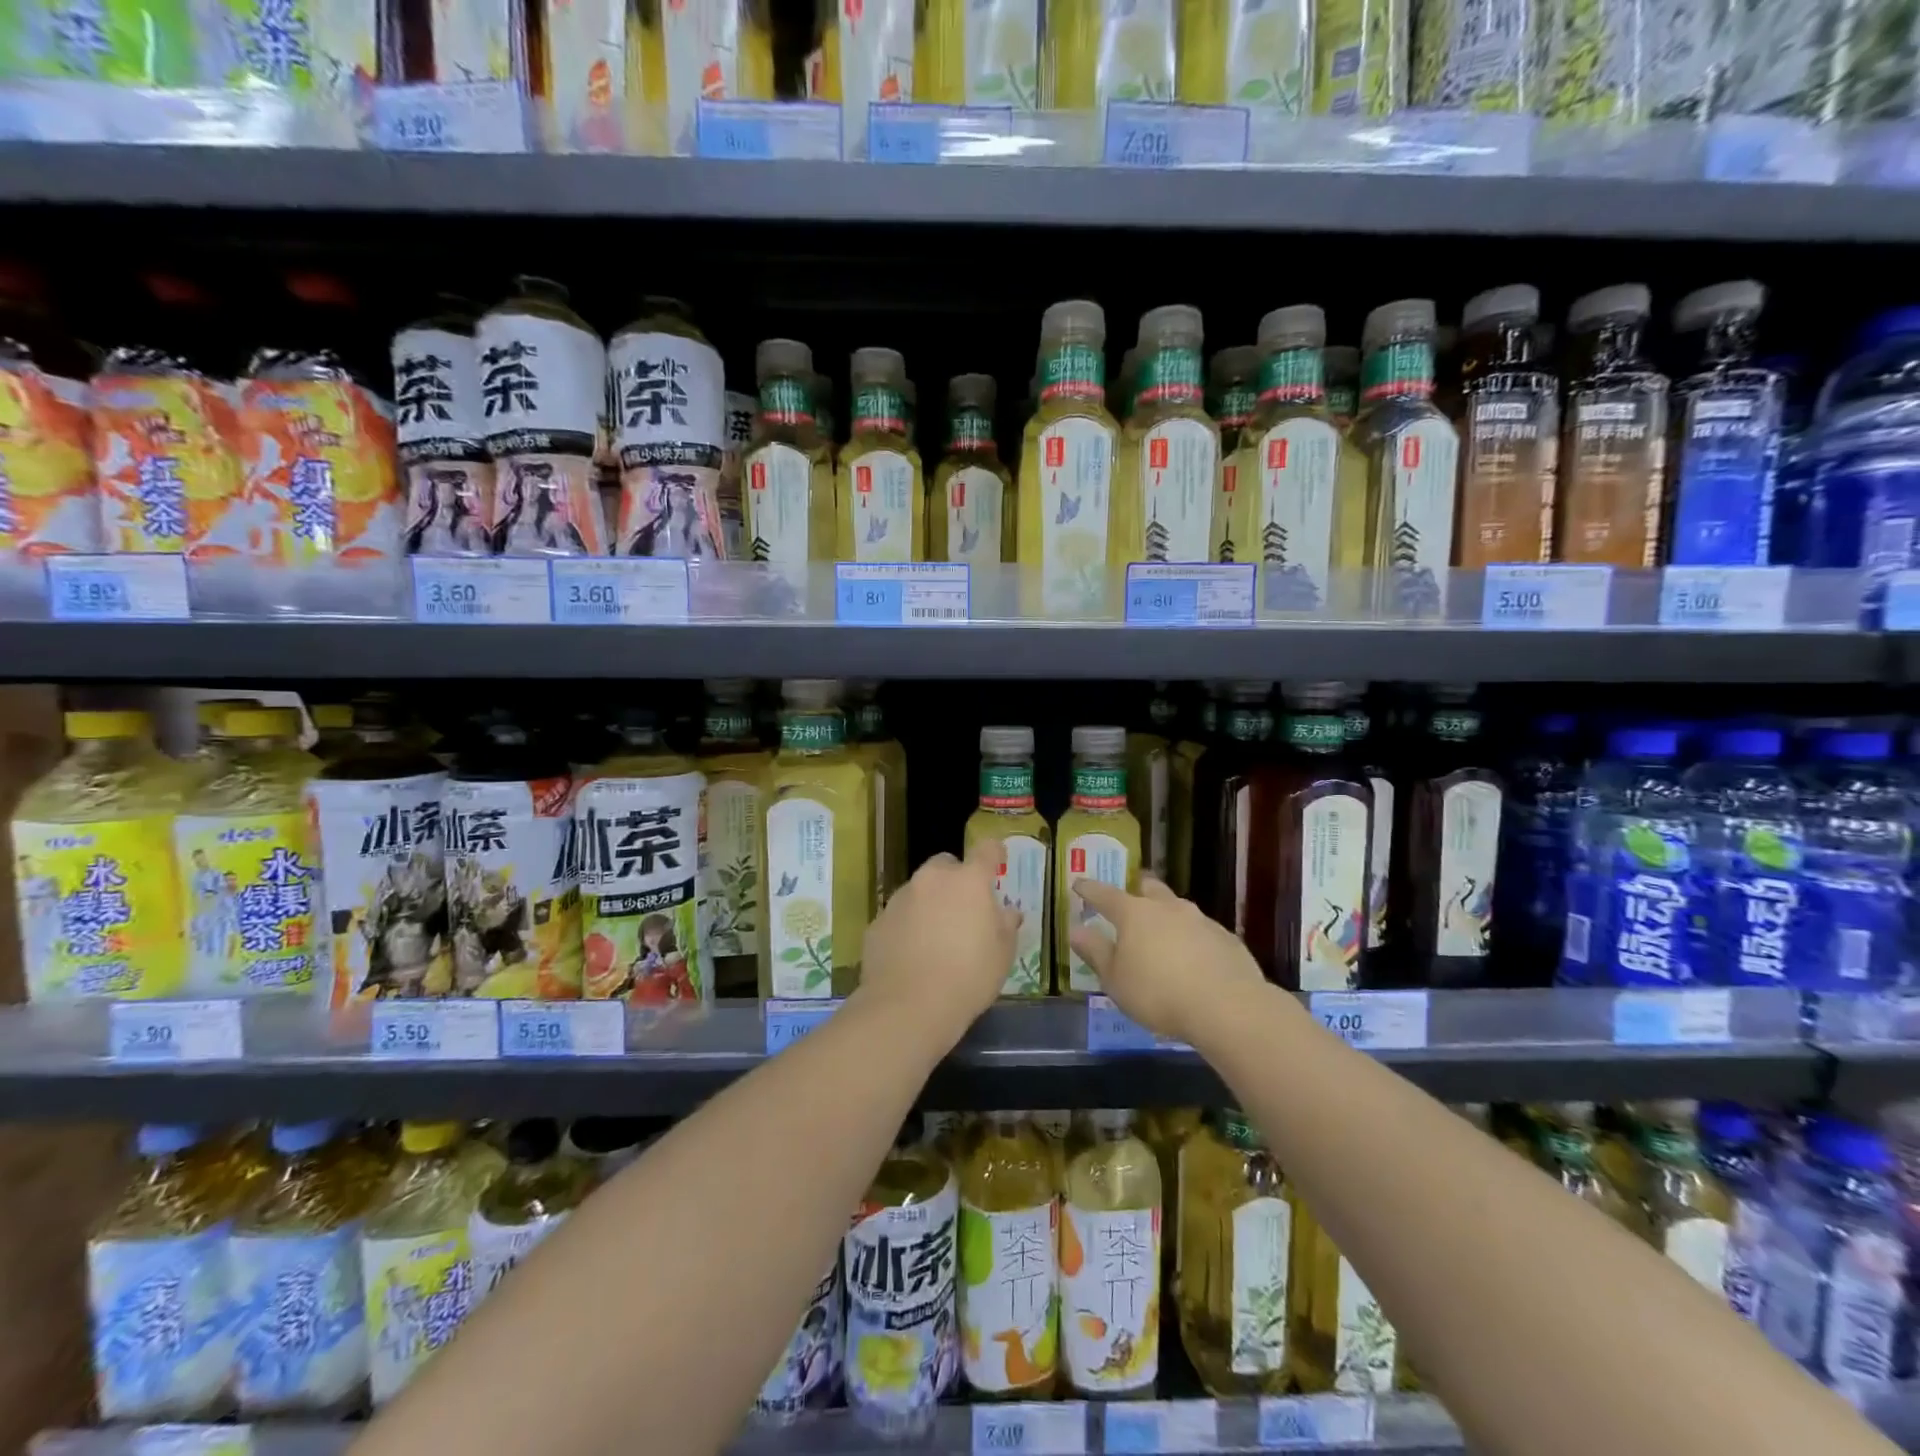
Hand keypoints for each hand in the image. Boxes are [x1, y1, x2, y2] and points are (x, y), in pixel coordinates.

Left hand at [859, 837, 1020, 1045]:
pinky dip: (907, 926)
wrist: (908, 1007)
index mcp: (968, 881)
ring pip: (919, 890)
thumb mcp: (1002, 955)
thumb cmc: (968, 977)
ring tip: (936, 938)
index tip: (998, 862)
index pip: (986, 851)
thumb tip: (1008, 912)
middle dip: (955, 880)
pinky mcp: (878, 922)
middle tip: (964, 909)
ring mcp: (900, 899)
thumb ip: (1006, 926)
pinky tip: (912, 955)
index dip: (994, 854)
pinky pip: (898, 916)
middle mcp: (931, 880)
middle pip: (945, 865)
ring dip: (929, 903)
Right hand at [1070, 875, 1264, 1044]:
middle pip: (1148, 889)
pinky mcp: (1226, 938)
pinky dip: (1192, 937)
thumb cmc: (1158, 993)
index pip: (1104, 894)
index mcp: (1134, 914)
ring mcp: (1200, 920)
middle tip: (1131, 897)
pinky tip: (1193, 957)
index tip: (1078, 884)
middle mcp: (1167, 908)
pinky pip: (1202, 931)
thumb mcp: (1115, 980)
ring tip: (1163, 931)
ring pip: (1178, 908)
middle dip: (1137, 890)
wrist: (1228, 1006)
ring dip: (1167, 914)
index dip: (1089, 889)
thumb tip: (1075, 930)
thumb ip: (1096, 952)